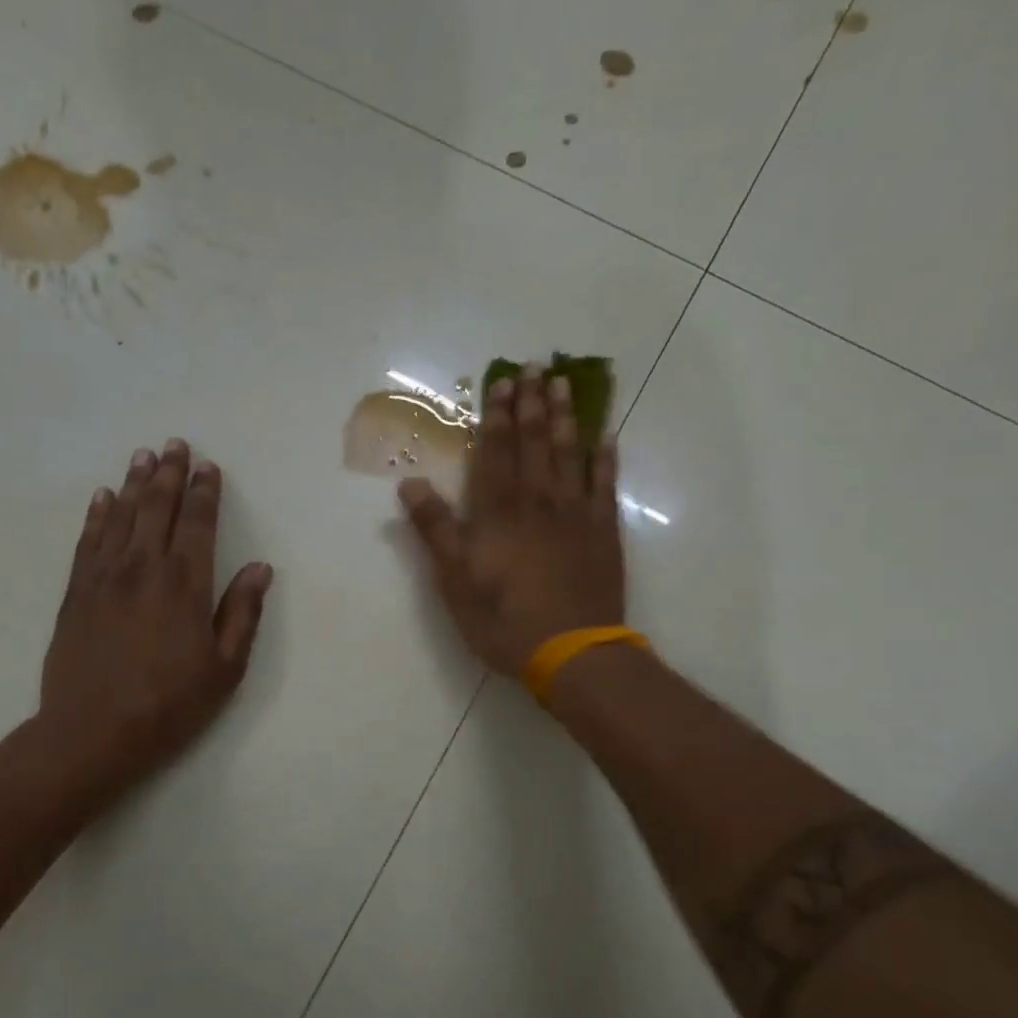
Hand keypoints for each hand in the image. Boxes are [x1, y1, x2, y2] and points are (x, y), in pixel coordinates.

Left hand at [39, 440, 272, 794]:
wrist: (92, 733)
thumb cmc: (169, 705)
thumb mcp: (224, 668)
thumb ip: (242, 613)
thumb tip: (260, 568)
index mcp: (185, 583)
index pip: (197, 523)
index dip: (204, 492)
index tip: (208, 466)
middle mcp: (143, 567)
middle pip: (157, 507)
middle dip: (169, 473)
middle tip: (175, 444)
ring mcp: (104, 577)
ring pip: (121, 516)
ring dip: (134, 483)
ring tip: (143, 456)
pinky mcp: (76, 592)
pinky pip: (88, 540)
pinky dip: (97, 515)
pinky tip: (103, 498)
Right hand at [398, 367, 624, 676]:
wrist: (572, 650)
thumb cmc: (503, 618)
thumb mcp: (454, 580)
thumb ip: (435, 529)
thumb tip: (410, 484)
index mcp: (498, 511)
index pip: (495, 452)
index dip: (496, 417)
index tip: (501, 383)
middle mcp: (538, 500)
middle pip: (534, 442)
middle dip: (531, 404)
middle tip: (536, 367)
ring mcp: (576, 513)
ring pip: (570, 453)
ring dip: (566, 417)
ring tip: (564, 385)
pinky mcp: (603, 532)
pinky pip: (605, 485)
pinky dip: (605, 460)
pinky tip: (607, 438)